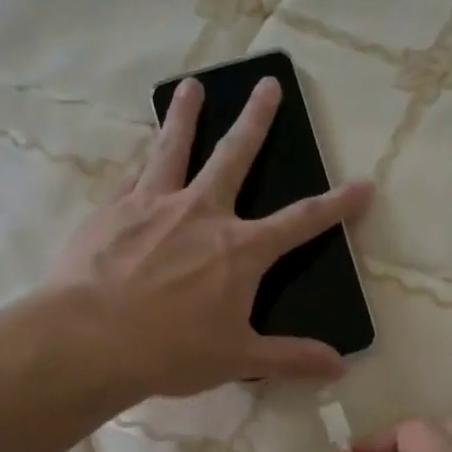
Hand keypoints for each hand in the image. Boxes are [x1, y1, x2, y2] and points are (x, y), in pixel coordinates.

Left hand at [51, 76, 372, 399]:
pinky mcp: (113, 209)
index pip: (301, 222)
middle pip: (236, 155)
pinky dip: (142, 159)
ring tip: (191, 86)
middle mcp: (202, 213)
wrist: (89, 340)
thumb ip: (291, 357)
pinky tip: (141, 149)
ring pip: (175, 147)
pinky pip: (134, 175)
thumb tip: (340, 367)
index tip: (362, 185)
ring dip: (186, 115)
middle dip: (257, 119)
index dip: (337, 205)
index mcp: (240, 250)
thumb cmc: (171, 352)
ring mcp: (154, 204)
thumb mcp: (238, 359)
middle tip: (267, 84)